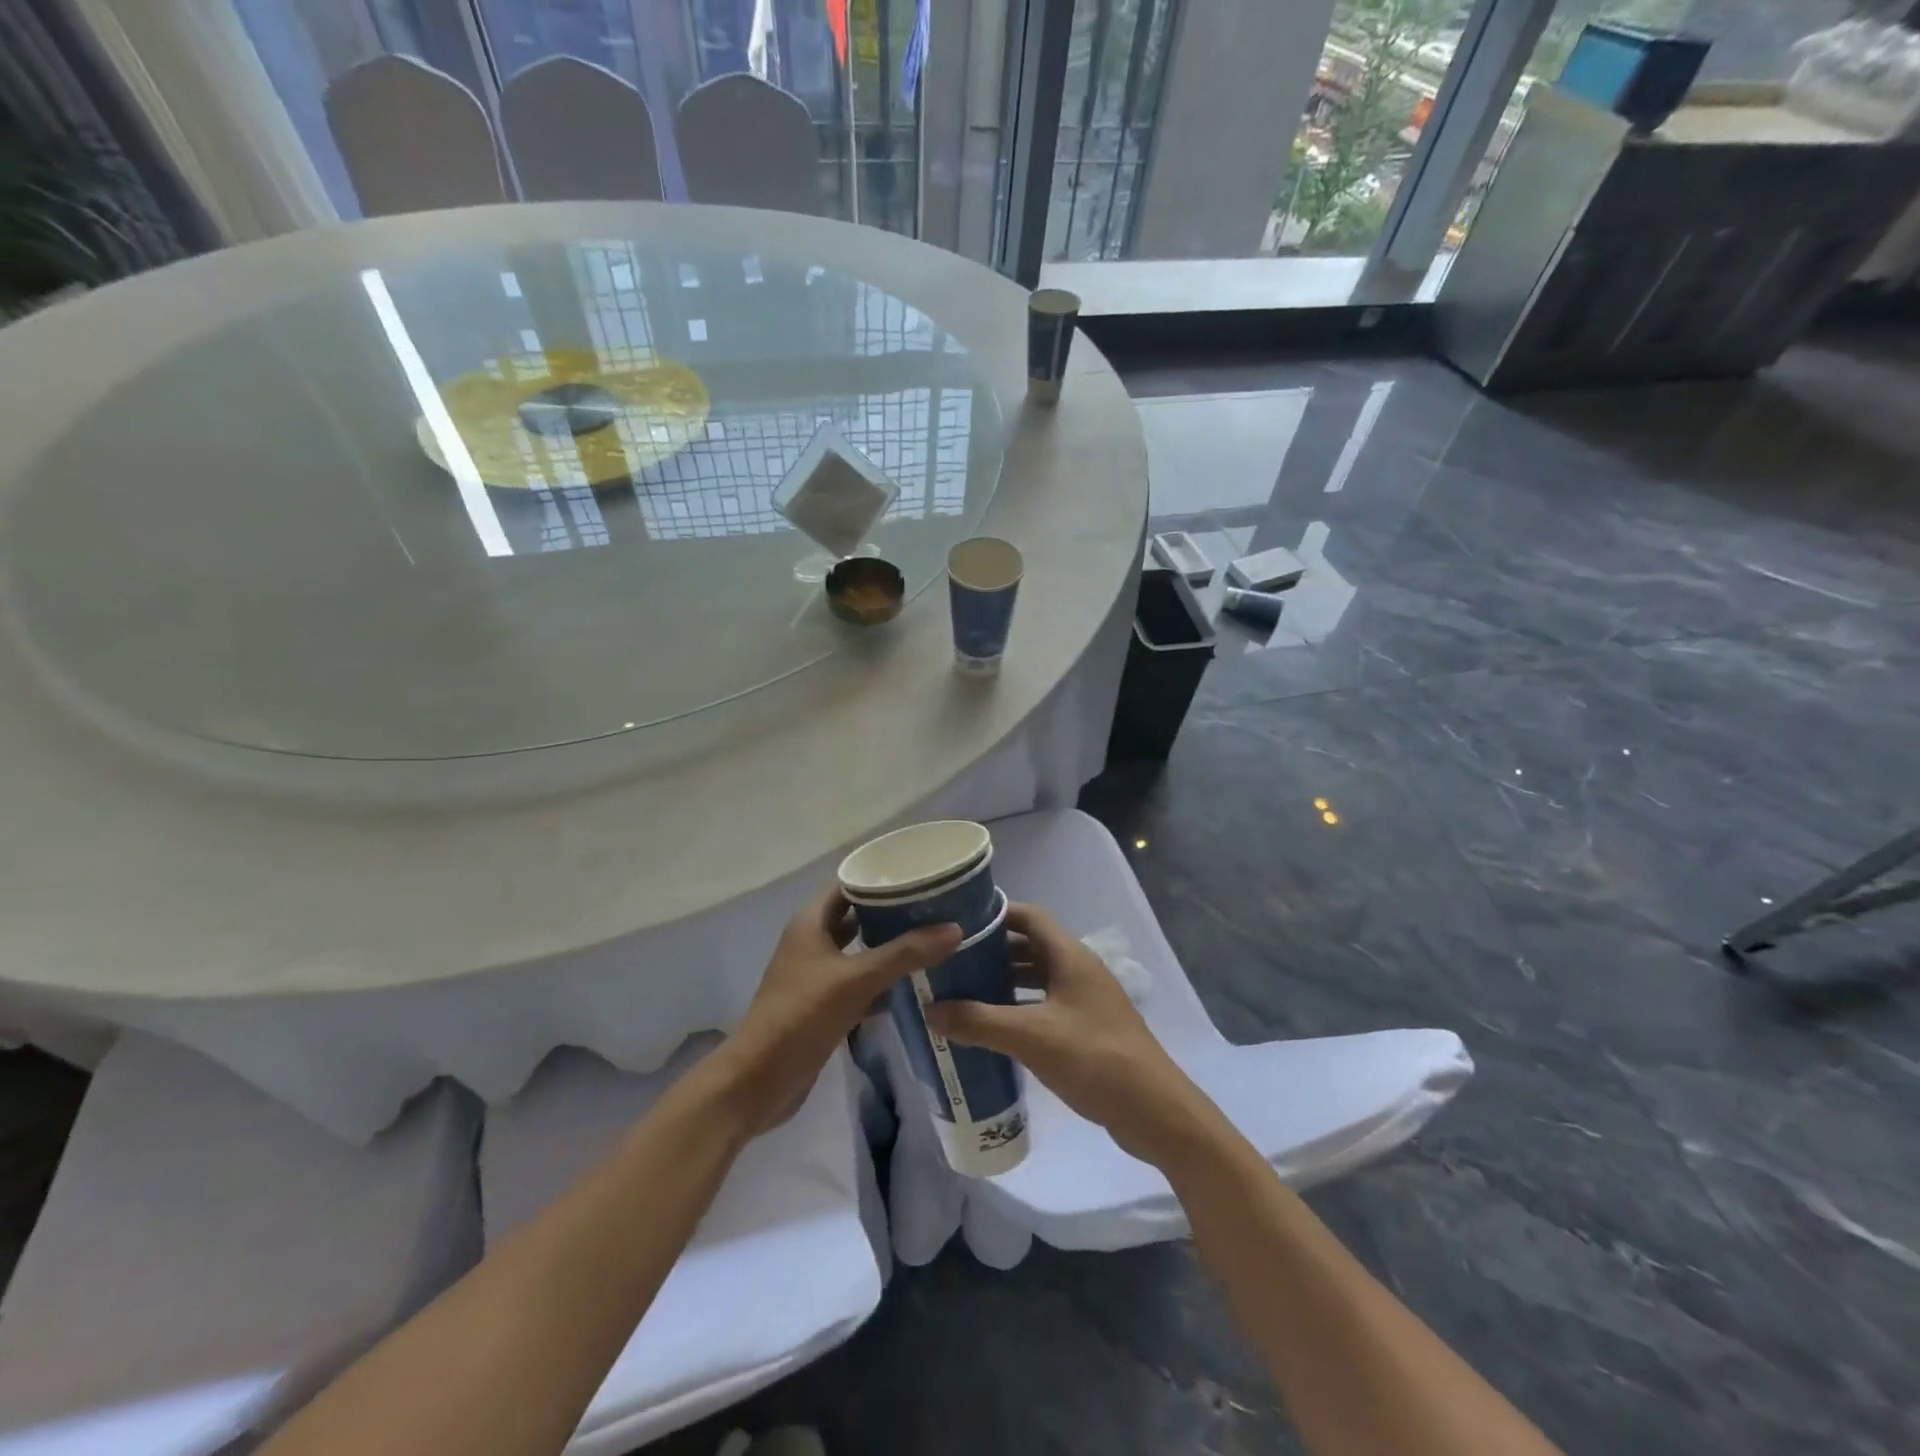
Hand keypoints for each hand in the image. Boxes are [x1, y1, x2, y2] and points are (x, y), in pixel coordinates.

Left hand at [714, 885, 960, 1136]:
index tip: (919, 875)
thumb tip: (955, 928)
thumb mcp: (857, 979)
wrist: (759, 1080)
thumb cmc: (802, 1015)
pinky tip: (913, 984)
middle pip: (854, 916)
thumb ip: (905, 953)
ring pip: (857, 951)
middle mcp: (811, 942)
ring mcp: (815, 975)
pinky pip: (857, 982)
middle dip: (890, 912)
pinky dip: (881, 980)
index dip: (879, 877)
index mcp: (810, 923)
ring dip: (887, 947)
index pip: (847, 884)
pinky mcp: (822, 1005)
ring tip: (931, 939)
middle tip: (934, 907)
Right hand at [925, 903, 1216, 1164]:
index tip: (959, 922)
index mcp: (1070, 956)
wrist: (1154, 1110)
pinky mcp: (1087, 1028)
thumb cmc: (1094, 1058)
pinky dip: (1019, 1007)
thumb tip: (930, 1010)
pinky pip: (1045, 1004)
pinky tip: (994, 1027)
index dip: (996, 914)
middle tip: (952, 960)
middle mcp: (1078, 969)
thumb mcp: (1031, 1037)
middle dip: (993, 950)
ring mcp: (1085, 1000)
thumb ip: (979, 1022)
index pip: (1029, 917)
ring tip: (964, 991)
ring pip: (1037, 977)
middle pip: (1030, 946)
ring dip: (1004, 980)